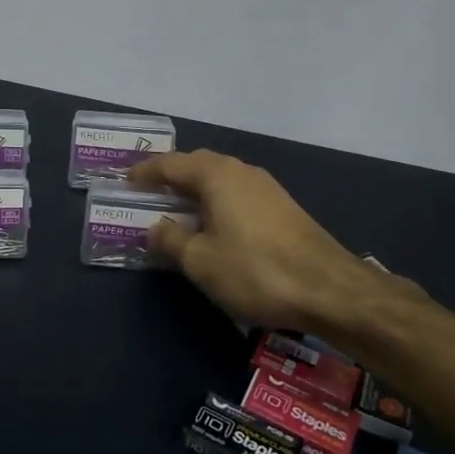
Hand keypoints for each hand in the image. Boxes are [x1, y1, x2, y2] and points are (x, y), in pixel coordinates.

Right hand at [127, 150, 425, 332]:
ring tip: (177, 210)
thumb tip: (154, 227)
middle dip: (171, 176)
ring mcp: (266, 187)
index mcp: (216, 175)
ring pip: (220, 179)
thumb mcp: (200, 261)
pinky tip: (214, 225)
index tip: (125, 181)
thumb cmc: (255, 270)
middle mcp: (241, 171)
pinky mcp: (282, 207)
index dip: (145, 172)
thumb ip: (170, 240)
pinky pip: (237, 194)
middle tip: (148, 193)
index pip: (170, 164)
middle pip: (197, 165)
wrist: (329, 289)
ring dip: (195, 190)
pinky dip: (216, 202)